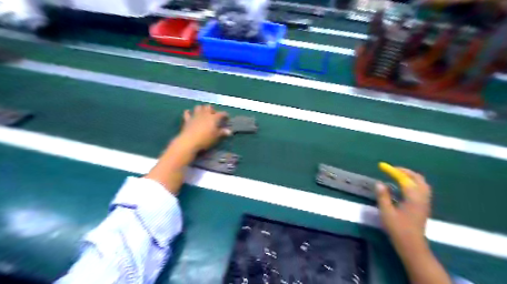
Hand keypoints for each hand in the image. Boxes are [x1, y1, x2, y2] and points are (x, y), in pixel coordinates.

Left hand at [177, 104, 230, 152]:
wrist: (189, 141)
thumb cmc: (205, 139)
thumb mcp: (216, 137)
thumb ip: (222, 133)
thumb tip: (229, 131)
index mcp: (213, 118)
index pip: (222, 114)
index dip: (225, 115)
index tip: (227, 118)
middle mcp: (205, 114)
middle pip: (209, 107)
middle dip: (212, 110)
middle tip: (214, 115)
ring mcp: (195, 115)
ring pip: (198, 107)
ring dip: (201, 109)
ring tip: (203, 114)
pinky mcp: (187, 119)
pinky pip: (187, 113)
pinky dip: (189, 113)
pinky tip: (190, 114)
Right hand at [375, 168, 431, 251]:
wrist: (412, 245)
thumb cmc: (398, 229)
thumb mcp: (386, 212)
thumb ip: (383, 196)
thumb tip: (379, 183)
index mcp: (413, 198)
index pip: (404, 179)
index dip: (394, 171)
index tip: (383, 166)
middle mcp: (422, 198)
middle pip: (417, 178)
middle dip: (405, 171)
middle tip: (392, 170)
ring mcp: (425, 202)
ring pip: (422, 183)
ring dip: (411, 176)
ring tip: (398, 175)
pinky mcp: (424, 206)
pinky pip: (422, 189)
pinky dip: (414, 183)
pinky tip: (404, 186)